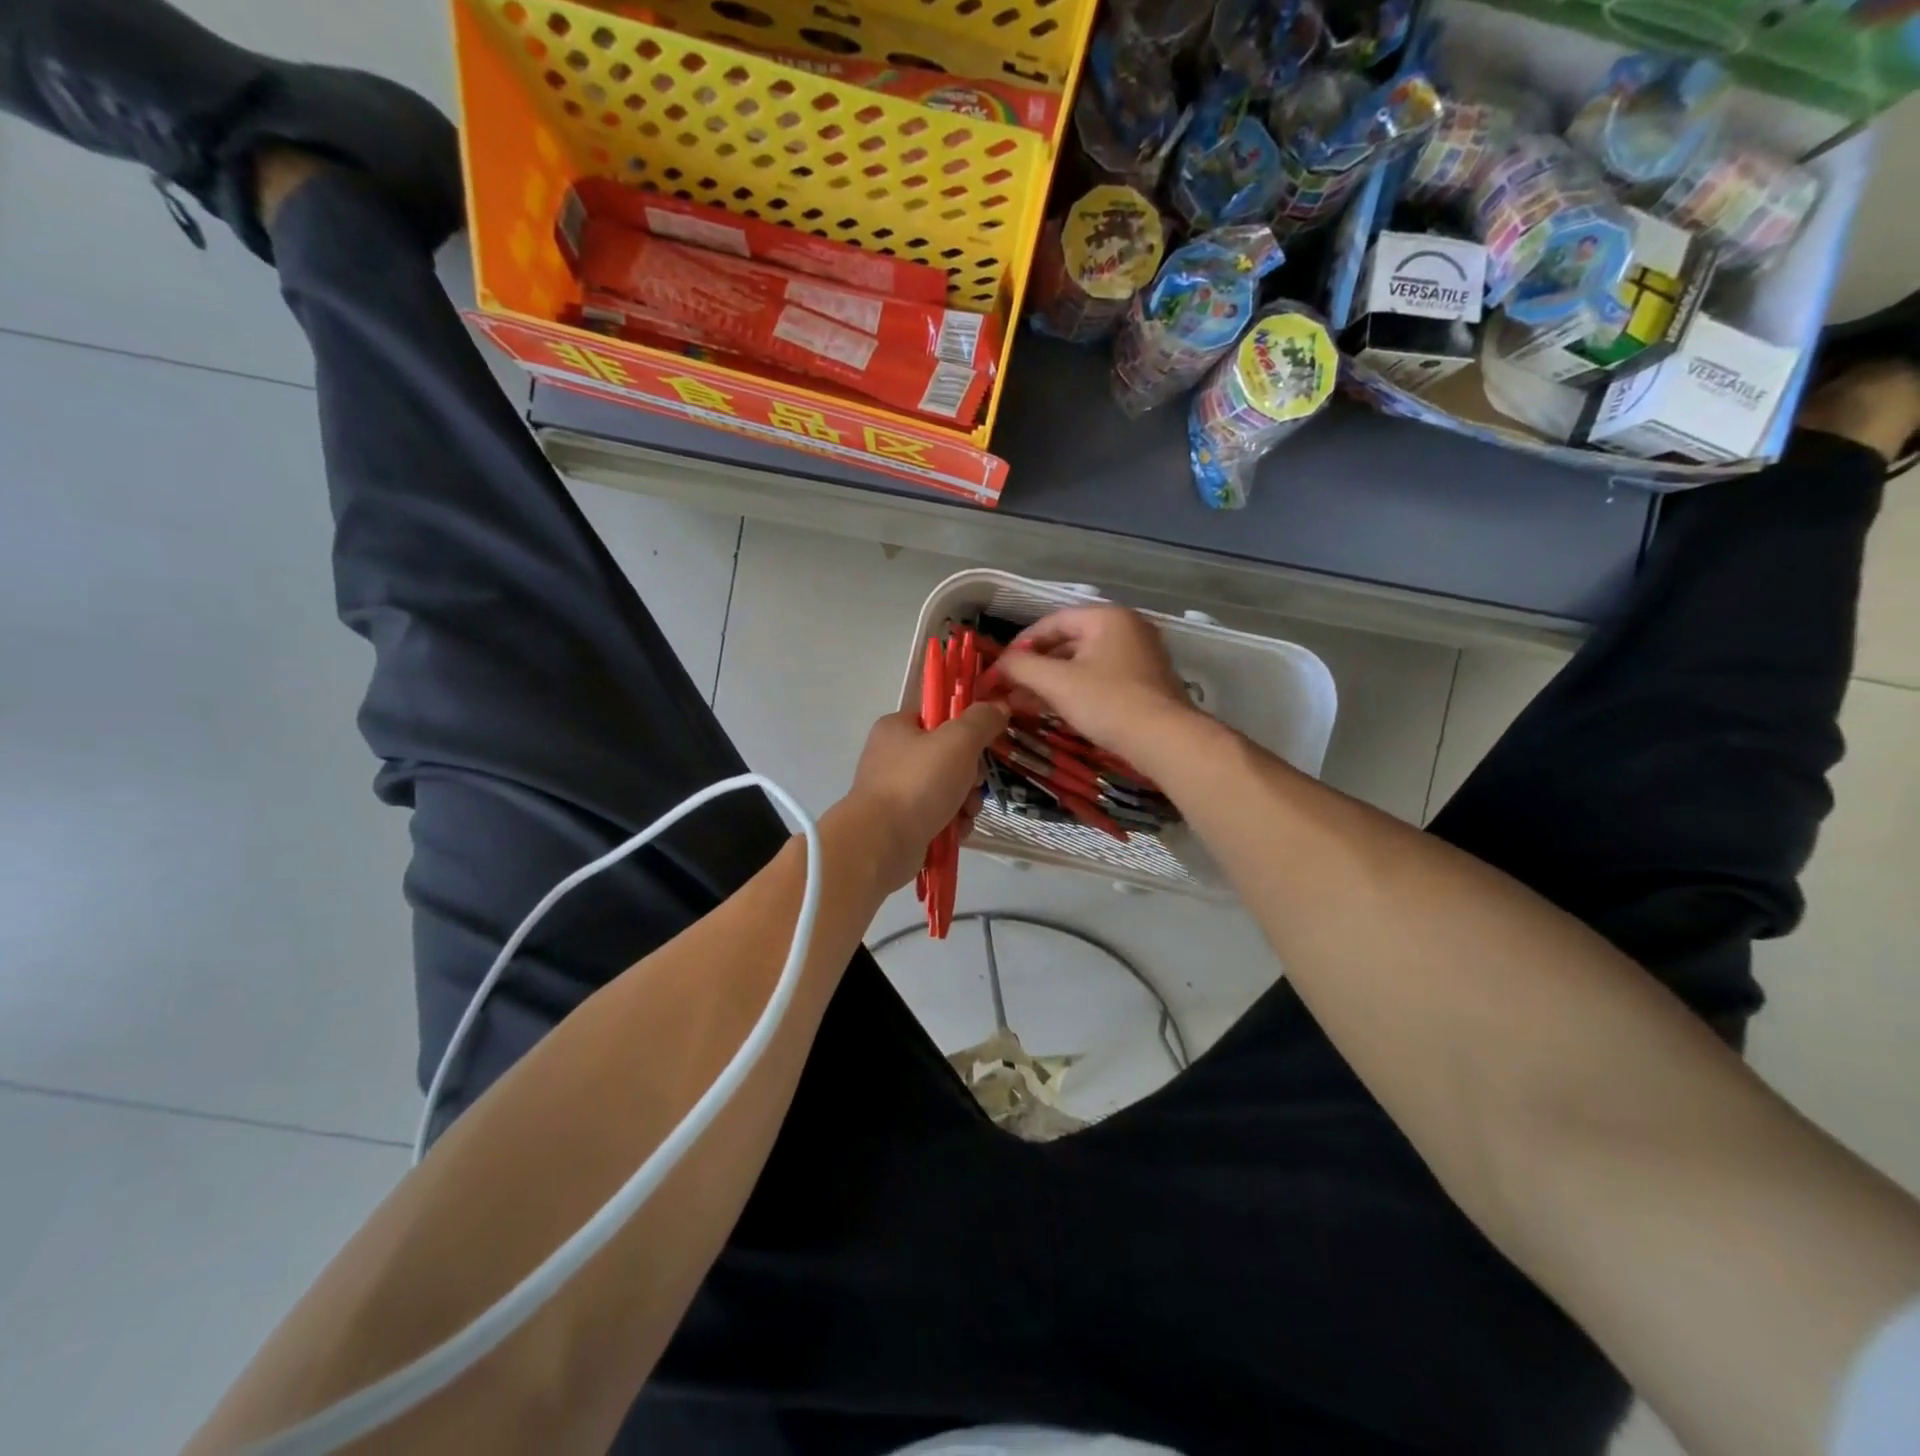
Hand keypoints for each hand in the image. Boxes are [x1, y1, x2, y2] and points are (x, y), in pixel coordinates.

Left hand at [842, 701, 1010, 891]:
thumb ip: (981, 721)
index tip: (982, 744)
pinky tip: (956, 831)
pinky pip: (938, 816)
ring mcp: (895, 792)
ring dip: (965, 802)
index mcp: (896, 728)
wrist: (882, 843)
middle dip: (970, 775)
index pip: (938, 717)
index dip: (965, 729)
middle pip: (947, 757)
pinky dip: (952, 823)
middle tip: (974, 784)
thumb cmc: (918, 783)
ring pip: (947, 789)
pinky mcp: (900, 823)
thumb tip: (998, 706)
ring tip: (966, 814)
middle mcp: (892, 757)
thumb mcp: (958, 741)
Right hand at [988, 605, 1200, 765]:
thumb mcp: (1057, 683)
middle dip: (1035, 667)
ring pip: (1083, 663)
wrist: (1165, 740)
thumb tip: (998, 665)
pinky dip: (1074, 691)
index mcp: (1107, 617)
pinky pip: (1099, 679)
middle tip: (1009, 689)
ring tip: (1023, 703)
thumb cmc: (1108, 702)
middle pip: (1067, 642)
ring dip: (1051, 682)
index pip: (1051, 622)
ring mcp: (1139, 656)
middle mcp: (1126, 628)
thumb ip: (1021, 668)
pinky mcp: (1144, 683)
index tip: (999, 669)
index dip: (1020, 645)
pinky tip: (1053, 711)